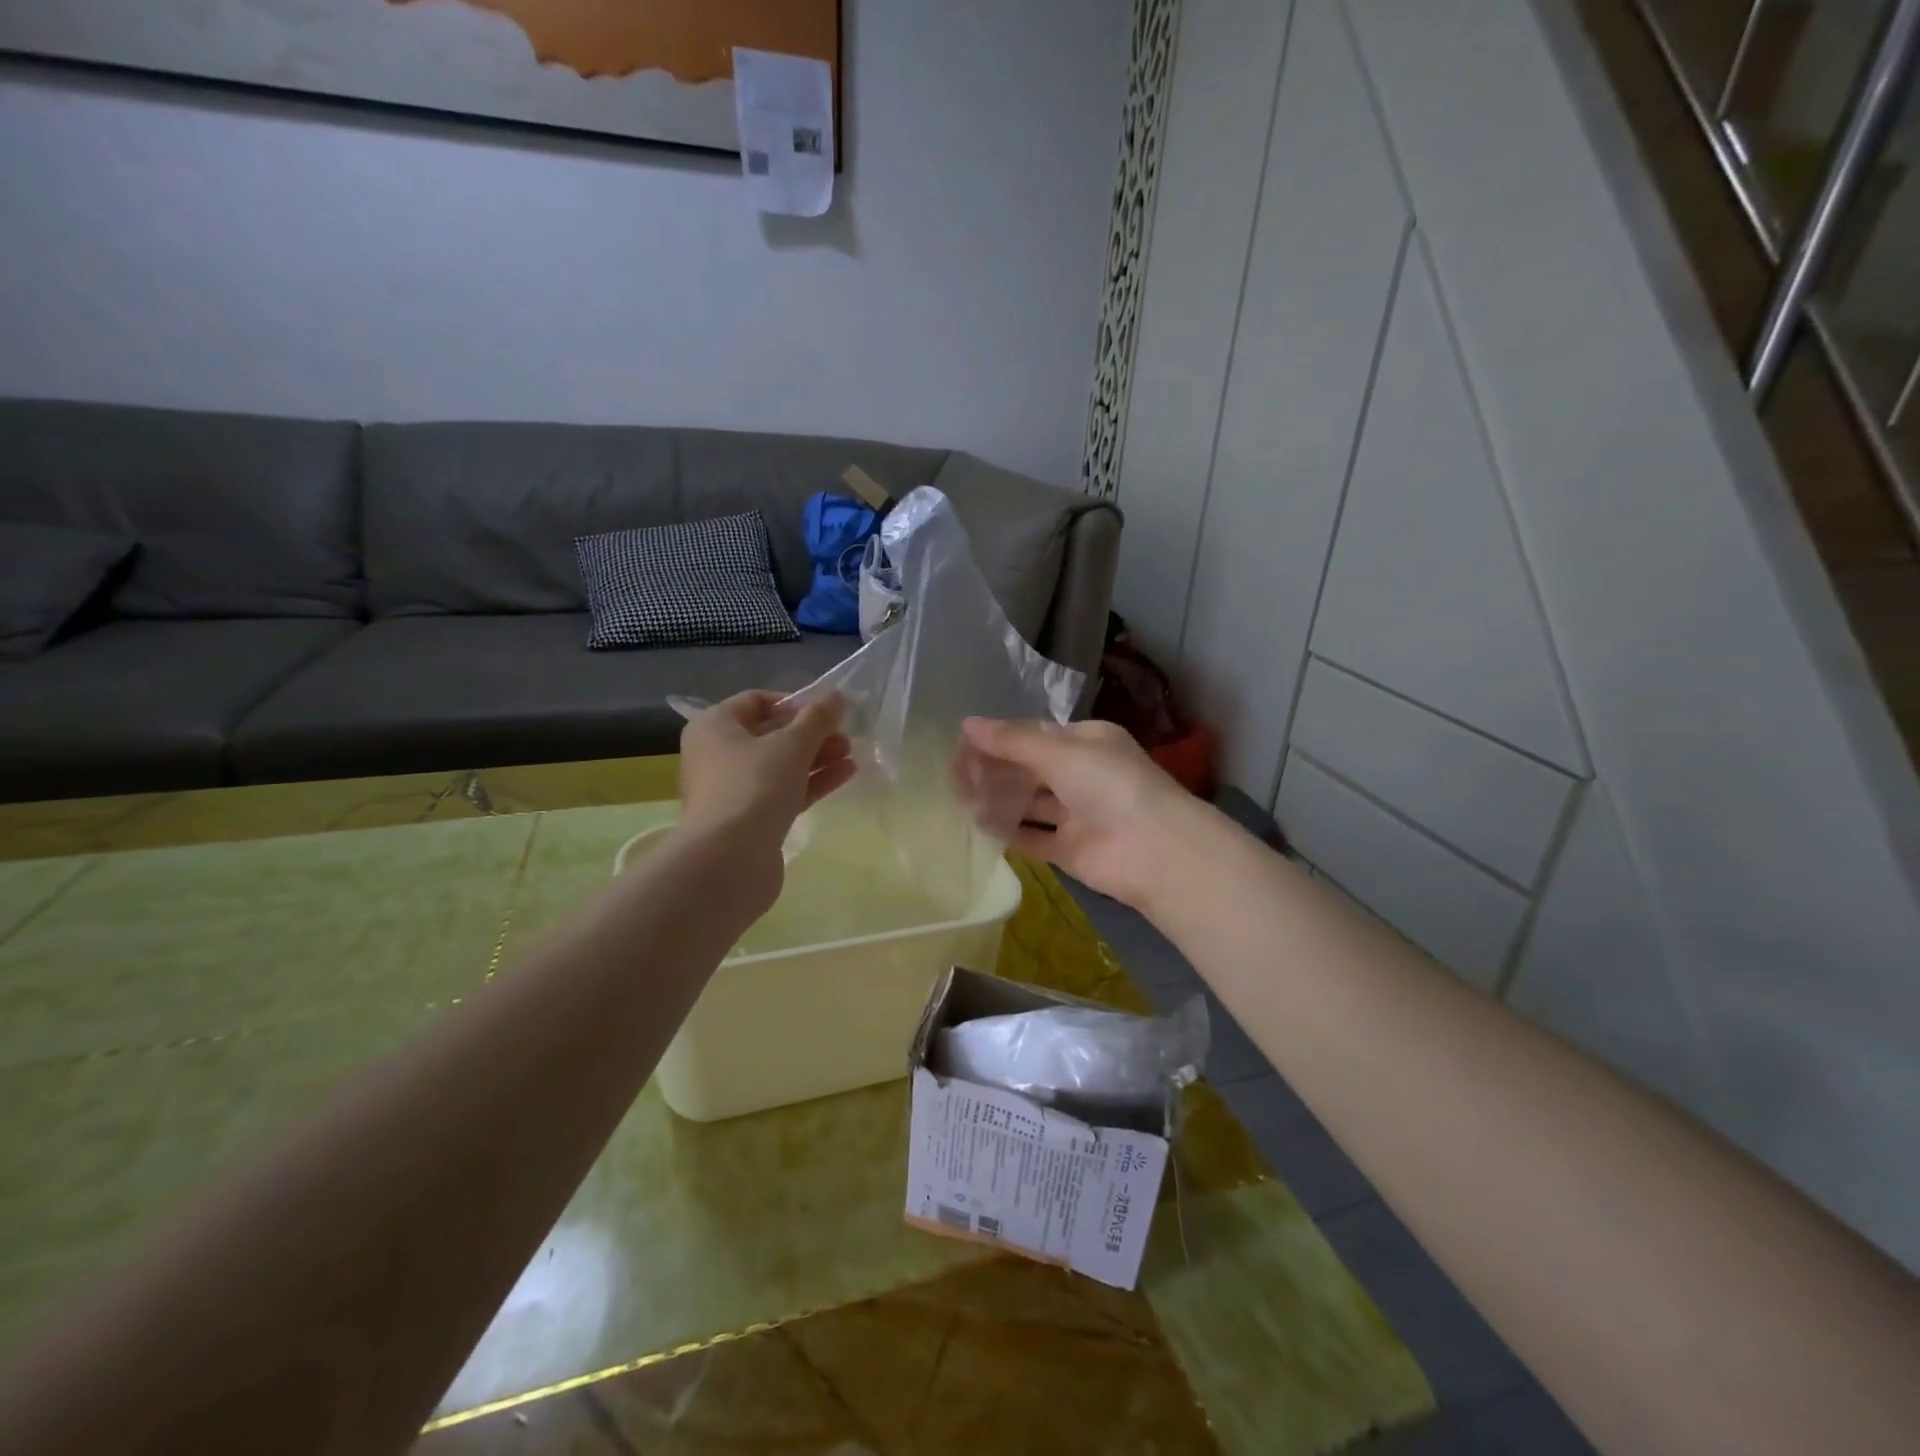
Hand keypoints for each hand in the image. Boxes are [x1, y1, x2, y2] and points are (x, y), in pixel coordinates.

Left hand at [679, 691, 855, 864]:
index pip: (756, 701)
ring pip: (779, 765)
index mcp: (715, 727)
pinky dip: (811, 782)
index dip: (793, 702)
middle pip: (770, 734)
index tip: (826, 710)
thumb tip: (836, 696)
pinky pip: (783, 792)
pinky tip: (845, 775)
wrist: (729, 860)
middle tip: (845, 735)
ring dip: (816, 758)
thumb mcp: (792, 745)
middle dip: (811, 733)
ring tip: (851, 755)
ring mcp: (733, 790)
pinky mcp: (750, 820)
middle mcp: (717, 755)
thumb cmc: (754, 786)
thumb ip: (817, 718)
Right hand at [956, 718, 1191, 909]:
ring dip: (997, 798)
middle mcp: (1081, 775)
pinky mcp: (1070, 848)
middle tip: (953, 773)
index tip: (962, 744)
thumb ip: (1011, 740)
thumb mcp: (1059, 752)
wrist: (1154, 850)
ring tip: (958, 796)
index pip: (1034, 734)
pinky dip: (1009, 831)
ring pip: (1029, 803)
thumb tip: (966, 723)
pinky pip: (1033, 836)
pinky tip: (979, 824)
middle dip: (993, 768)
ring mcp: (1076, 814)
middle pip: (1028, 769)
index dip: (998, 738)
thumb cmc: (1109, 785)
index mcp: (1086, 742)